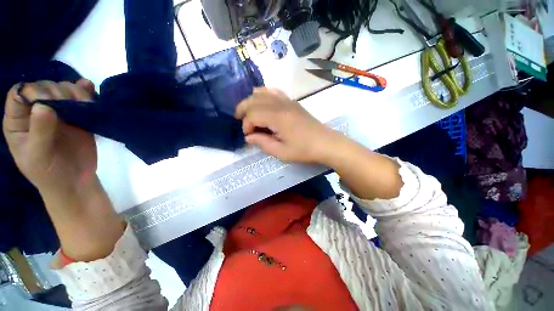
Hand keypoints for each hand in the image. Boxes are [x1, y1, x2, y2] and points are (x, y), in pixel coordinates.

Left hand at [3, 80, 96, 196]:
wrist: (75, 181)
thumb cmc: (49, 173)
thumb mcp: (39, 156)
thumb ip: (39, 131)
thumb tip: (43, 105)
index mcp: (18, 121)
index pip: (20, 94)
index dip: (33, 92)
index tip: (48, 102)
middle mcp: (36, 112)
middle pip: (44, 88)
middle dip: (58, 92)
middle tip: (71, 105)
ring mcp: (58, 113)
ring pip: (63, 90)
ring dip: (75, 92)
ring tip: (85, 103)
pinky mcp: (77, 117)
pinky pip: (80, 97)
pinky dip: (86, 91)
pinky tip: (91, 90)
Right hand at [235, 88, 341, 163]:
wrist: (325, 143)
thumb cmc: (304, 150)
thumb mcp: (282, 152)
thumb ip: (263, 143)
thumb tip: (249, 137)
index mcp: (278, 118)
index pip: (253, 115)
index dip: (246, 125)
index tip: (249, 136)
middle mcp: (280, 104)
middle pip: (254, 100)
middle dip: (243, 109)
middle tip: (239, 120)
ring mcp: (287, 101)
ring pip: (262, 92)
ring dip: (252, 101)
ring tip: (248, 111)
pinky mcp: (292, 102)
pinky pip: (274, 91)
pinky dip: (264, 94)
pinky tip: (262, 102)